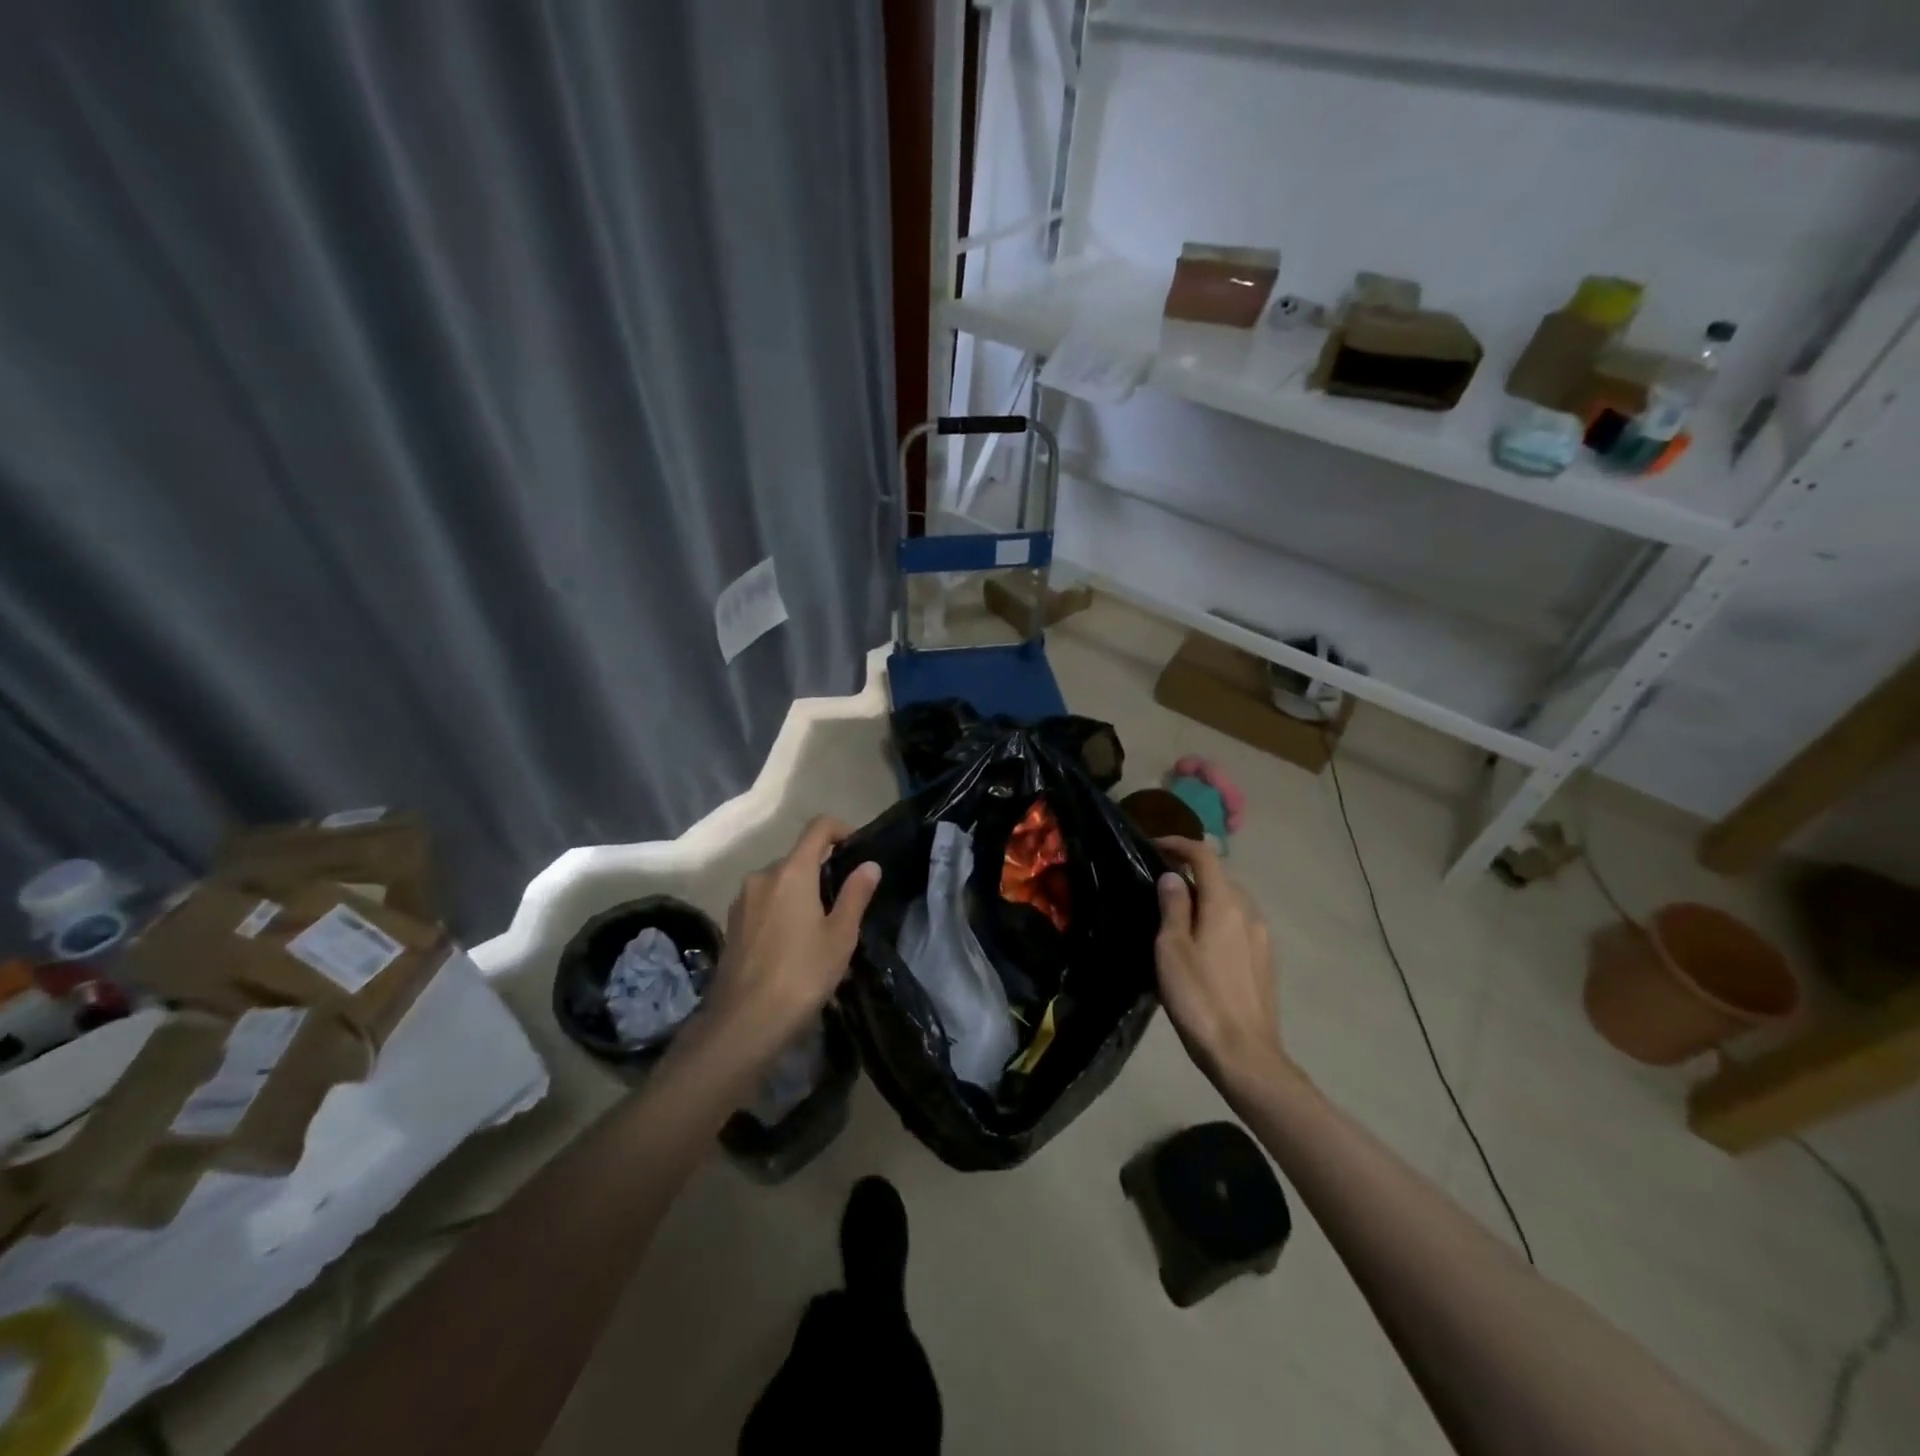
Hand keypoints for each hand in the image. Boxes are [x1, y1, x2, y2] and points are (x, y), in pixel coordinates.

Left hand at [700, 816, 881, 1062]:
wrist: (743, 1022)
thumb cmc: (802, 974)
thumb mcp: (840, 936)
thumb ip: (855, 895)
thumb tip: (869, 865)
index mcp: (792, 871)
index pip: (818, 828)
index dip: (841, 830)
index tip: (857, 850)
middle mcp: (763, 876)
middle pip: (798, 858)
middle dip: (822, 873)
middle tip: (844, 905)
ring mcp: (742, 900)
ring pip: (780, 883)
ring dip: (801, 895)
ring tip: (819, 931)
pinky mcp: (732, 924)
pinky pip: (764, 904)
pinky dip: (782, 912)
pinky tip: (792, 946)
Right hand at [1153, 837, 1287, 1091]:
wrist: (1244, 1054)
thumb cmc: (1199, 997)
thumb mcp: (1172, 949)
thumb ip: (1173, 907)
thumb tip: (1173, 877)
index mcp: (1225, 904)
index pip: (1205, 857)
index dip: (1179, 844)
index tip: (1155, 845)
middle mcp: (1249, 913)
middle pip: (1221, 877)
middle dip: (1192, 872)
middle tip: (1160, 883)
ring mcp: (1262, 938)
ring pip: (1232, 902)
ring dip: (1206, 897)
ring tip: (1178, 914)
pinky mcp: (1265, 962)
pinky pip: (1239, 925)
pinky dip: (1218, 919)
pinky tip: (1202, 943)